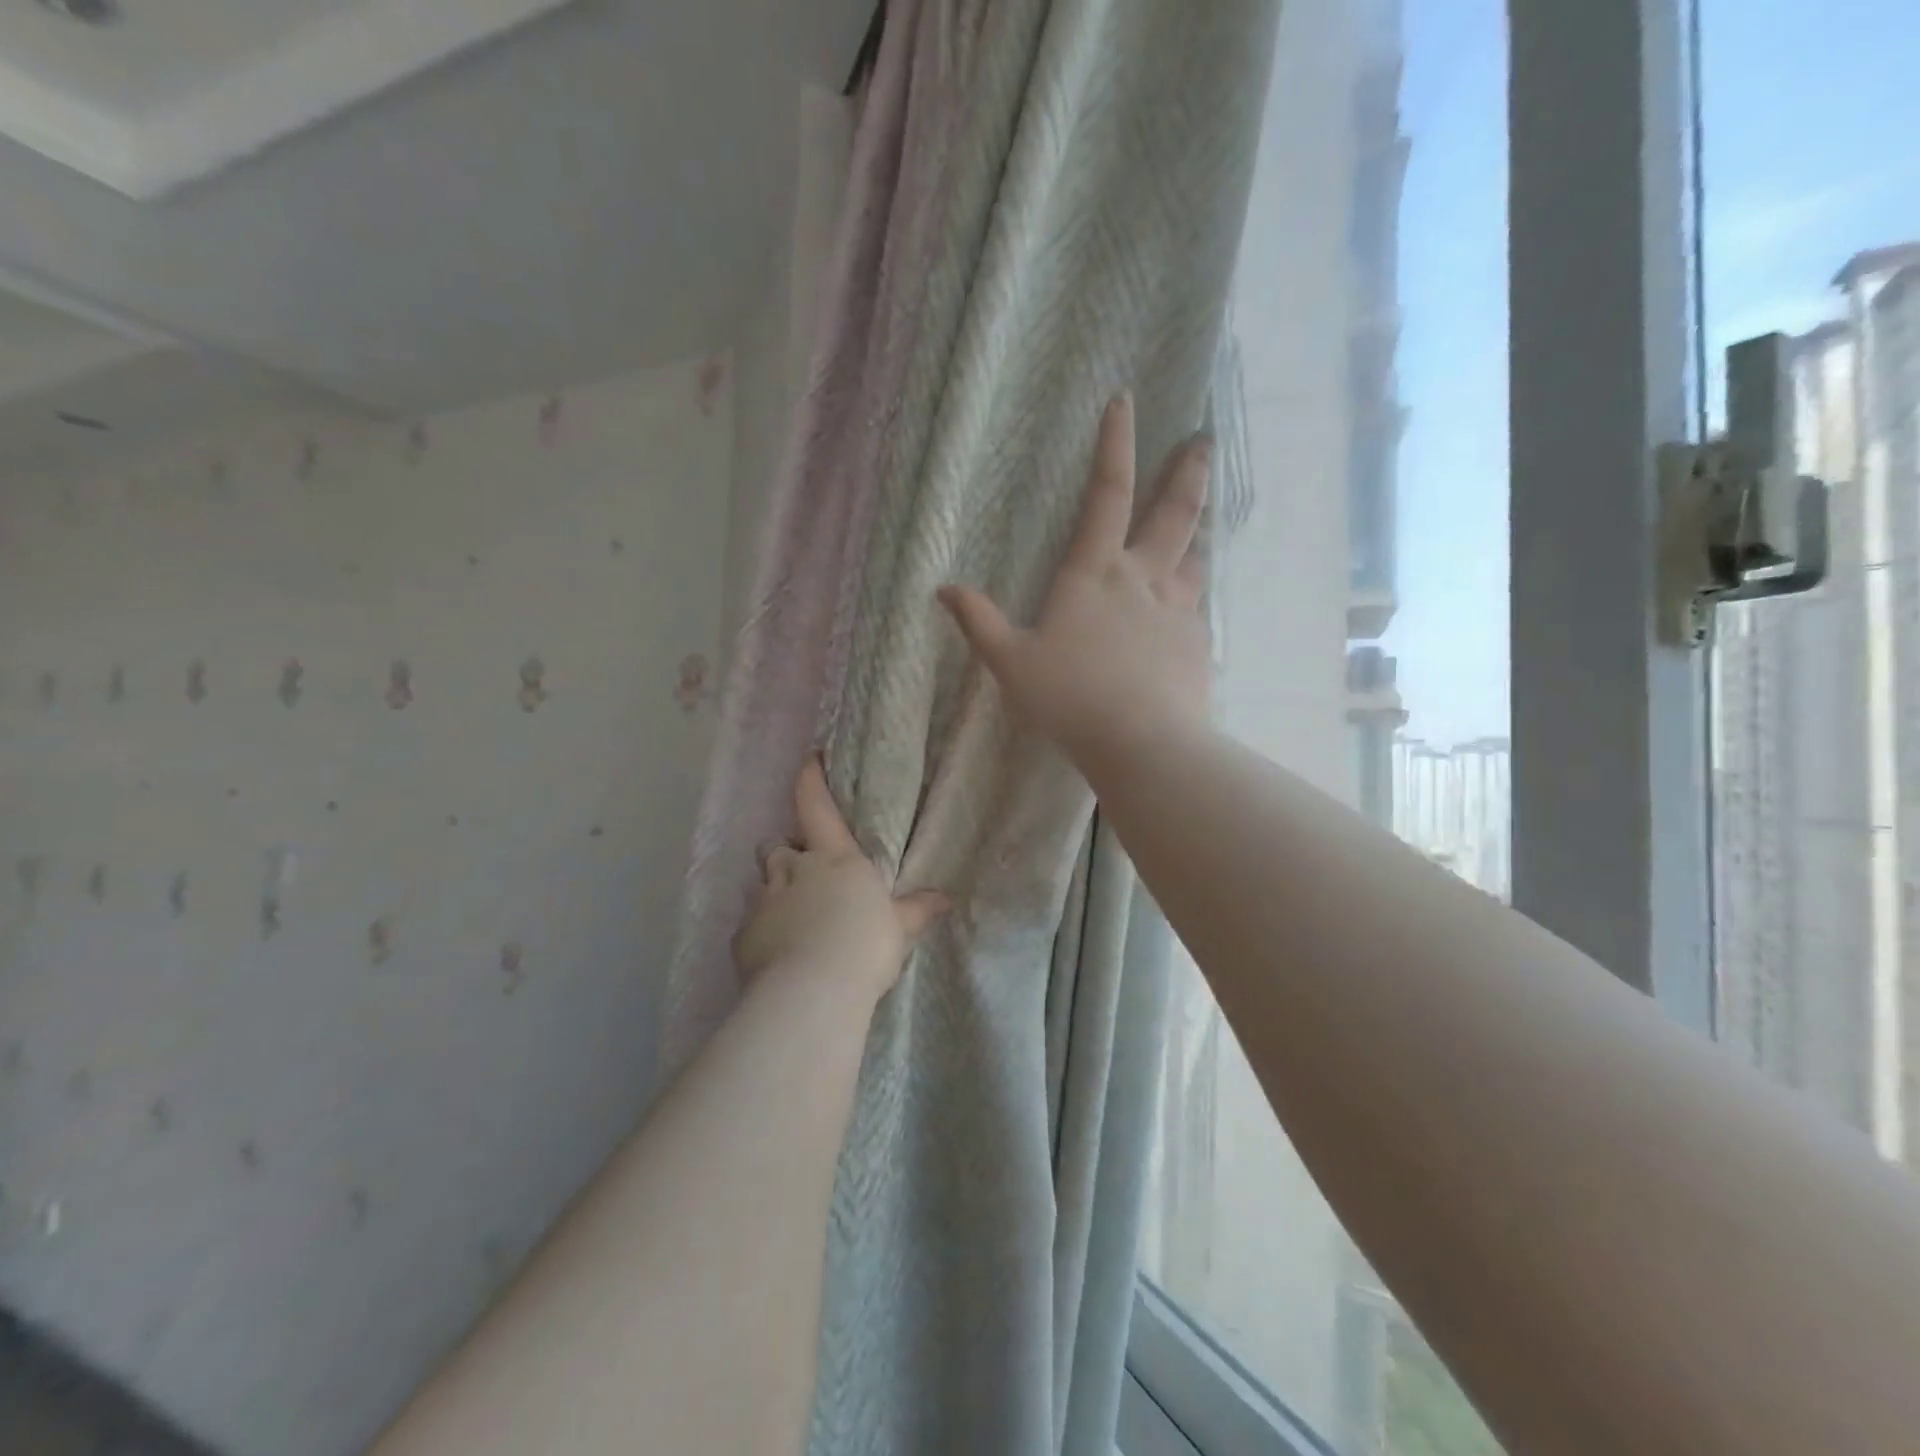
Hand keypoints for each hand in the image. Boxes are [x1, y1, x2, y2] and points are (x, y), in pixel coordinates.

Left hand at [733, 757, 949, 998]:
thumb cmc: (865, 946)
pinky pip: (750, 924)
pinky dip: (762, 931)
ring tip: (791, 916)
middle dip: (786, 853)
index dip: (810, 779)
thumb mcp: (900, 927)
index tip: (809, 759)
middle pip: (777, 846)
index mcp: (833, 858)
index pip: (815, 806)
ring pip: (761, 882)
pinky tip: (778, 953)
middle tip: (803, 872)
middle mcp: (792, 870)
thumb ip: (917, 910)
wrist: (813, 990)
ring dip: (774, 890)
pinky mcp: (743, 936)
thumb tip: (945, 899)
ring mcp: (763, 901)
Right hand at [937, 393, 1213, 768]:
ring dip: (1198, 529)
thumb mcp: (1011, 663)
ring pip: (1194, 556)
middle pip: (1173, 513)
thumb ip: (980, 623)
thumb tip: (944, 589)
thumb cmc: (1070, 698)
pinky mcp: (1197, 643)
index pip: (1106, 494)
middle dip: (1187, 471)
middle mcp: (1142, 580)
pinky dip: (1194, 592)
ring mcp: (1177, 610)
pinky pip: (1197, 605)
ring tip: (1203, 516)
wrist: (1144, 743)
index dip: (1113, 445)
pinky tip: (1192, 603)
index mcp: (1095, 574)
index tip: (1124, 401)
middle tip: (1204, 440)